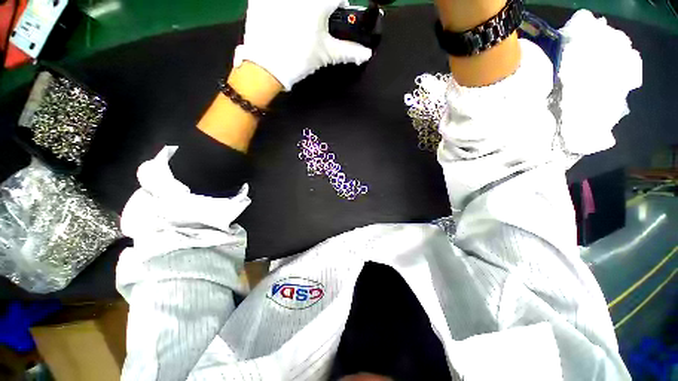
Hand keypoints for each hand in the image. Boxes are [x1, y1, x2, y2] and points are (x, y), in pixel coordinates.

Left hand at [234, 0, 372, 89]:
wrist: (266, 67)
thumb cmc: (299, 59)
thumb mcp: (326, 54)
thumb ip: (348, 51)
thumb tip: (366, 54)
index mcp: (318, 3)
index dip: (339, 7)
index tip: (336, 16)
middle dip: (320, 8)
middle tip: (315, 22)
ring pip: (299, 0)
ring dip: (303, 9)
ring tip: (297, 21)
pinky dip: (282, 7)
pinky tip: (281, 19)